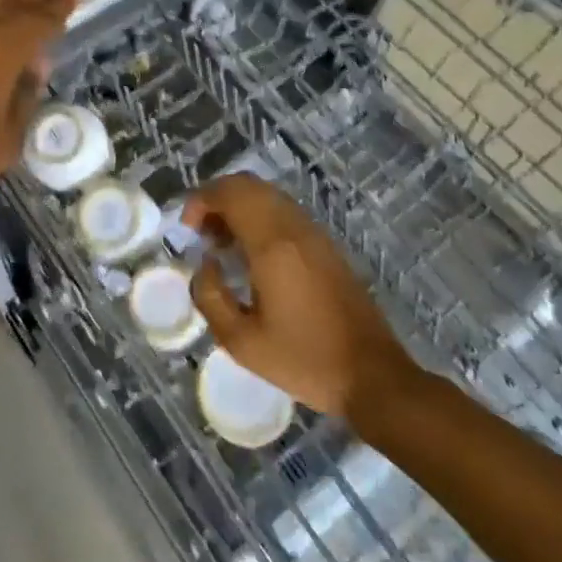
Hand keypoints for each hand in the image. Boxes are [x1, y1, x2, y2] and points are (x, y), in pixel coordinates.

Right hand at [184, 174, 419, 424]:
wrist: (373, 377)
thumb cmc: (305, 360)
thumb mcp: (242, 342)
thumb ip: (210, 297)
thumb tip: (205, 265)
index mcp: (272, 245)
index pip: (229, 194)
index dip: (200, 201)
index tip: (187, 230)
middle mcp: (293, 227)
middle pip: (247, 185)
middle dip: (216, 199)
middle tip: (202, 234)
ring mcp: (314, 233)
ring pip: (267, 194)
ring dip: (238, 207)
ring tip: (223, 244)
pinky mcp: (326, 245)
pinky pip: (284, 211)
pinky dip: (259, 217)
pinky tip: (252, 254)